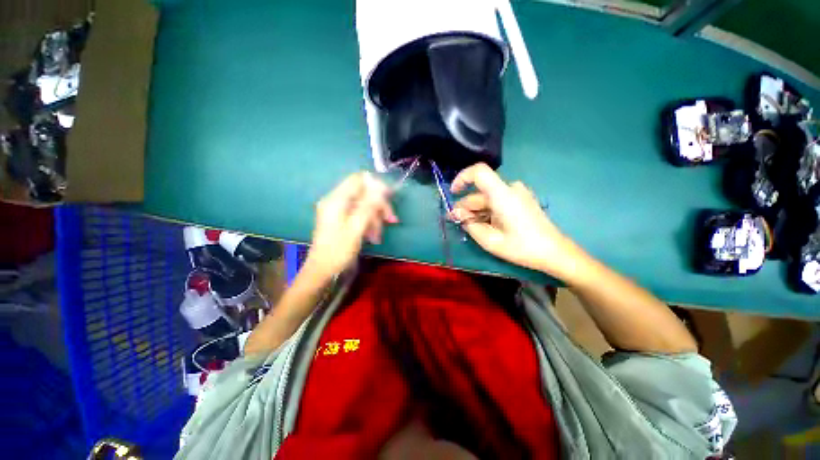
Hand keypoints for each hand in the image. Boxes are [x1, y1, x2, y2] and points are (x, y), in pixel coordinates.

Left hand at [305, 172, 397, 279]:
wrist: (323, 272)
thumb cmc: (338, 251)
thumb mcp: (356, 228)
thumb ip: (368, 206)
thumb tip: (381, 187)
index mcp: (336, 199)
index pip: (359, 179)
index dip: (376, 185)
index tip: (390, 198)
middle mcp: (336, 201)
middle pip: (364, 193)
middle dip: (379, 205)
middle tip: (391, 220)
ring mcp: (339, 211)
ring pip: (365, 205)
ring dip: (375, 217)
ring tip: (378, 235)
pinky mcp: (342, 220)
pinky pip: (360, 215)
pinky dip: (369, 223)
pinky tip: (374, 236)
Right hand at [449, 163, 584, 278]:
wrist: (554, 252)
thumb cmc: (522, 247)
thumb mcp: (490, 241)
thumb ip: (470, 225)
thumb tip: (457, 214)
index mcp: (503, 195)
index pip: (478, 172)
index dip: (462, 178)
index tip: (453, 193)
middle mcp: (510, 189)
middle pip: (480, 192)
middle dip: (466, 206)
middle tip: (457, 222)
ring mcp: (517, 193)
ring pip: (487, 198)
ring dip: (476, 211)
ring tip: (470, 227)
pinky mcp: (521, 200)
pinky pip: (497, 201)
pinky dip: (487, 211)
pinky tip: (484, 225)